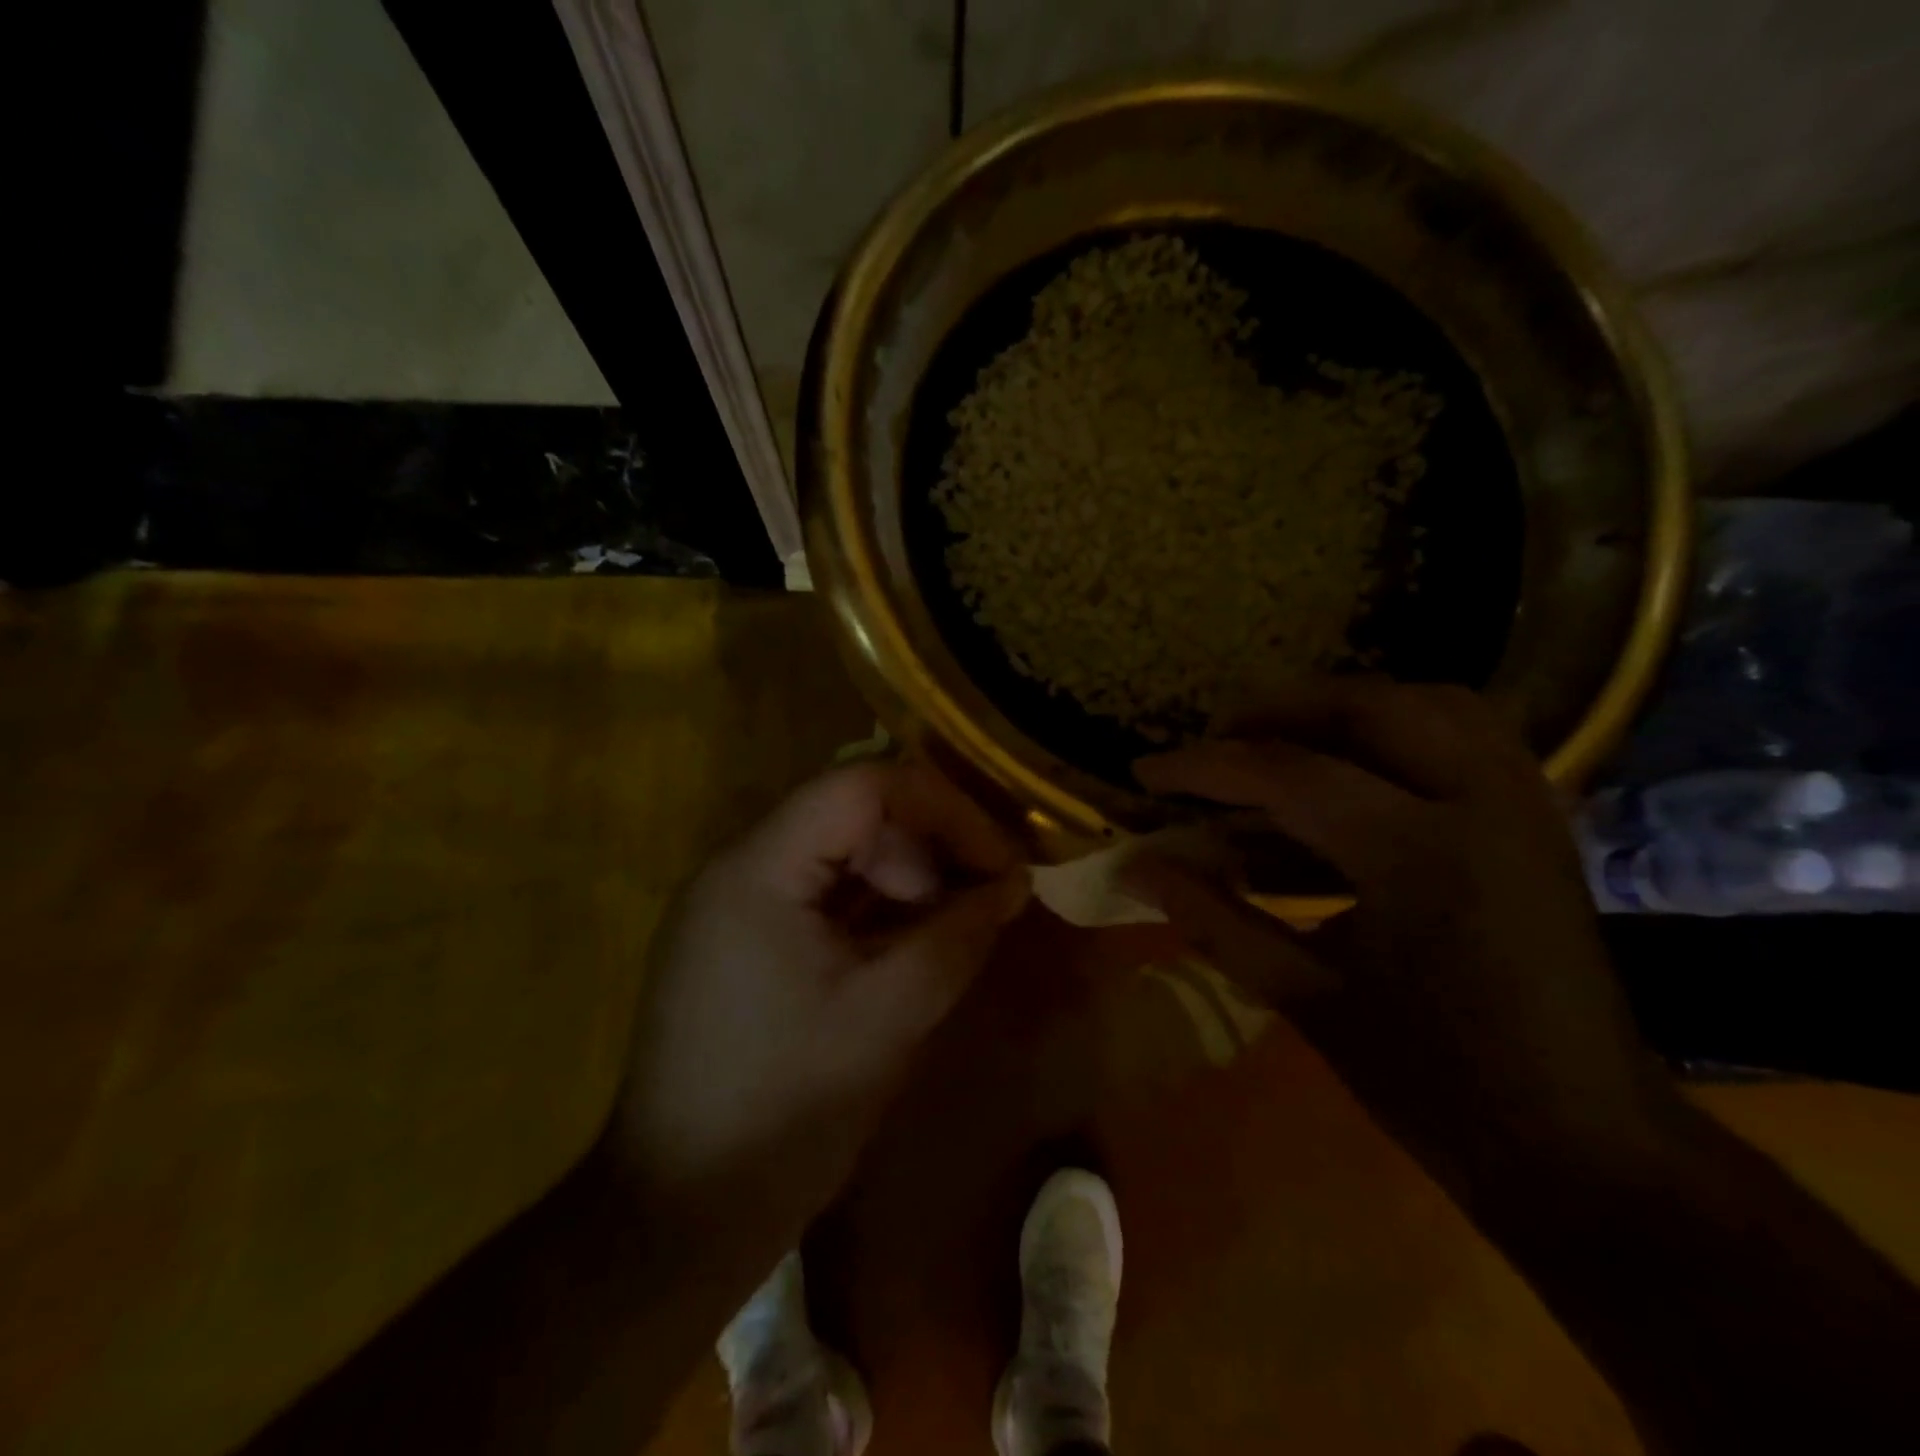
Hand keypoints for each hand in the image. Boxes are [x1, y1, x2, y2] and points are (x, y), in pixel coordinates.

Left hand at [608, 761, 1028, 1259]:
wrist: (677, 1218)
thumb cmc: (784, 1112)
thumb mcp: (890, 1017)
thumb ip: (958, 936)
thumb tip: (1014, 882)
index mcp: (758, 870)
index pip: (861, 785)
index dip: (943, 808)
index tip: (999, 858)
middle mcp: (738, 869)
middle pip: (850, 815)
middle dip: (927, 848)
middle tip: (984, 900)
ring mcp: (734, 907)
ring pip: (838, 856)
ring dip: (905, 881)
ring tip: (954, 930)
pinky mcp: (741, 944)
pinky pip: (820, 899)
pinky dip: (873, 912)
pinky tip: (910, 949)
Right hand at [1126, 679, 1680, 1195]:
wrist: (1587, 1148)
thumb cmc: (1436, 1085)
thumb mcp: (1306, 998)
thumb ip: (1214, 918)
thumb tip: (1137, 867)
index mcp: (1420, 856)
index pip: (1286, 775)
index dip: (1203, 767)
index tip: (1146, 770)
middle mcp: (1482, 804)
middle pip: (1366, 705)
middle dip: (1276, 712)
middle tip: (1216, 745)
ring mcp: (1524, 805)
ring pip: (1428, 702)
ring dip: (1343, 710)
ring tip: (1281, 745)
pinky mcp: (1540, 821)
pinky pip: (1470, 733)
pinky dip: (1402, 729)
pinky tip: (1357, 769)